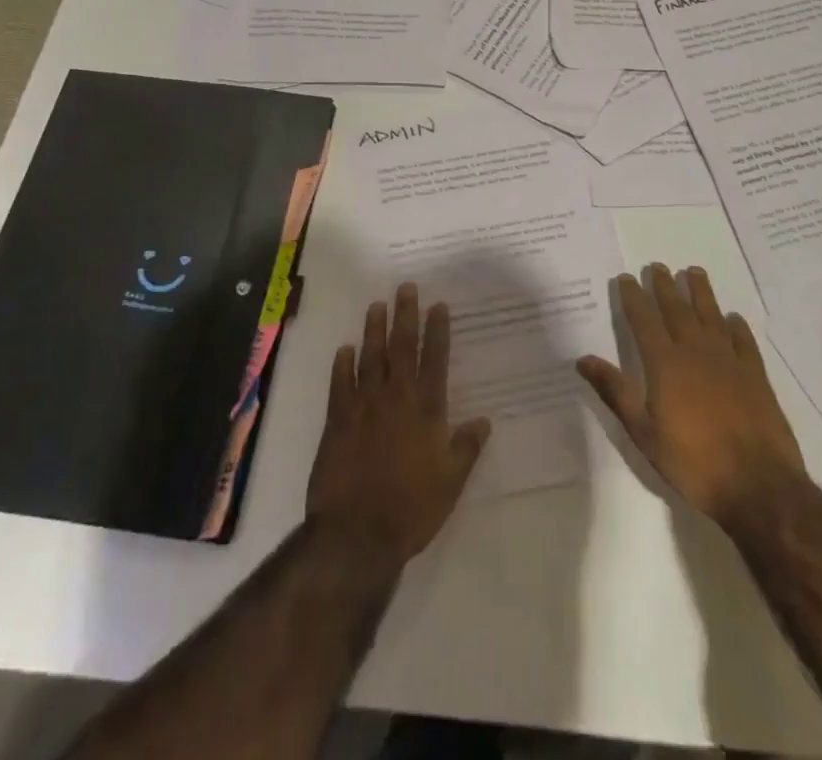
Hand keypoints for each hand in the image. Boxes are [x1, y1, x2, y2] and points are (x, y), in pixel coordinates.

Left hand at [307, 283, 490, 567]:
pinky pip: (339, 384)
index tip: (438, 305)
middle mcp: (396, 397)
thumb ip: (467, 447)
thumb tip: (484, 420)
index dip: (438, 330)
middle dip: (405, 315)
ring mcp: (364, 406)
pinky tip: (344, 348)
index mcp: (426, 409)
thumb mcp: (452, 481)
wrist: (358, 534)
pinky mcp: (337, 421)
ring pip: (370, 357)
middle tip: (405, 287)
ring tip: (376, 305)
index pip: (435, 358)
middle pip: (402, 347)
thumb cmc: (413, 508)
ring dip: (373, 330)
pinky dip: (342, 365)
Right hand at [578, 263, 804, 528]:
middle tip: (657, 266)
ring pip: (711, 316)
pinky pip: (743, 341)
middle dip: (665, 286)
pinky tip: (732, 318)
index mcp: (665, 364)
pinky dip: (736, 326)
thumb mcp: (643, 432)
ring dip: (701, 292)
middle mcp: (696, 352)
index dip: (634, 297)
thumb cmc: (692, 462)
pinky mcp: (755, 376)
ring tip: (694, 272)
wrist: (757, 486)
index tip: (627, 277)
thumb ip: (615, 391)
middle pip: (677, 310)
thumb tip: (583, 359)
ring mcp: (729, 361)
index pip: (644, 320)